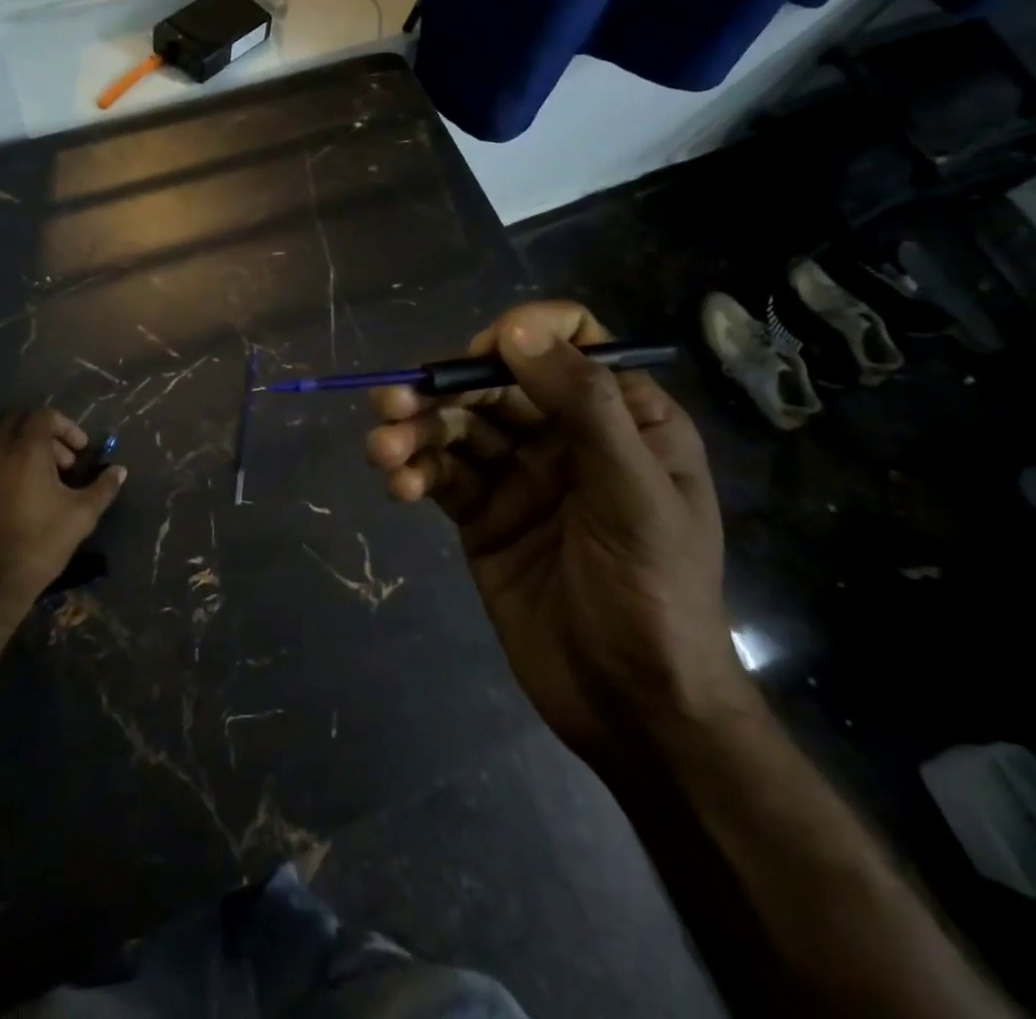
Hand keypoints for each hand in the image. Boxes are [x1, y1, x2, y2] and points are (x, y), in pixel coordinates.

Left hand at [0, 408, 125, 613]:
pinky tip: (21, 500)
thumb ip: (103, 487)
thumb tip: (119, 470)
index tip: (81, 452)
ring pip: (0, 444)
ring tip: (44, 483)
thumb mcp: (82, 514)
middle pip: (18, 422)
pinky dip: (6, 470)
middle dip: (44, 435)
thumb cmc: (41, 541)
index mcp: (25, 450)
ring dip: (24, 452)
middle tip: (63, 462)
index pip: (44, 415)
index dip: (67, 427)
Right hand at [365, 302, 749, 761]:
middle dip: (443, 389)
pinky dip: (415, 473)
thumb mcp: (633, 493)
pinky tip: (399, 485)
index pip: (570, 342)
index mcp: (623, 417)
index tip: (484, 359)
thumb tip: (517, 328)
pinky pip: (442, 477)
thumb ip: (585, 405)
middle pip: (496, 384)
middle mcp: (567, 435)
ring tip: (381, 449)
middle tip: (392, 401)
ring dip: (415, 431)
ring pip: (459, 429)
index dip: (523, 337)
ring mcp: (521, 477)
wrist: (634, 708)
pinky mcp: (483, 516)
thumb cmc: (655, 592)